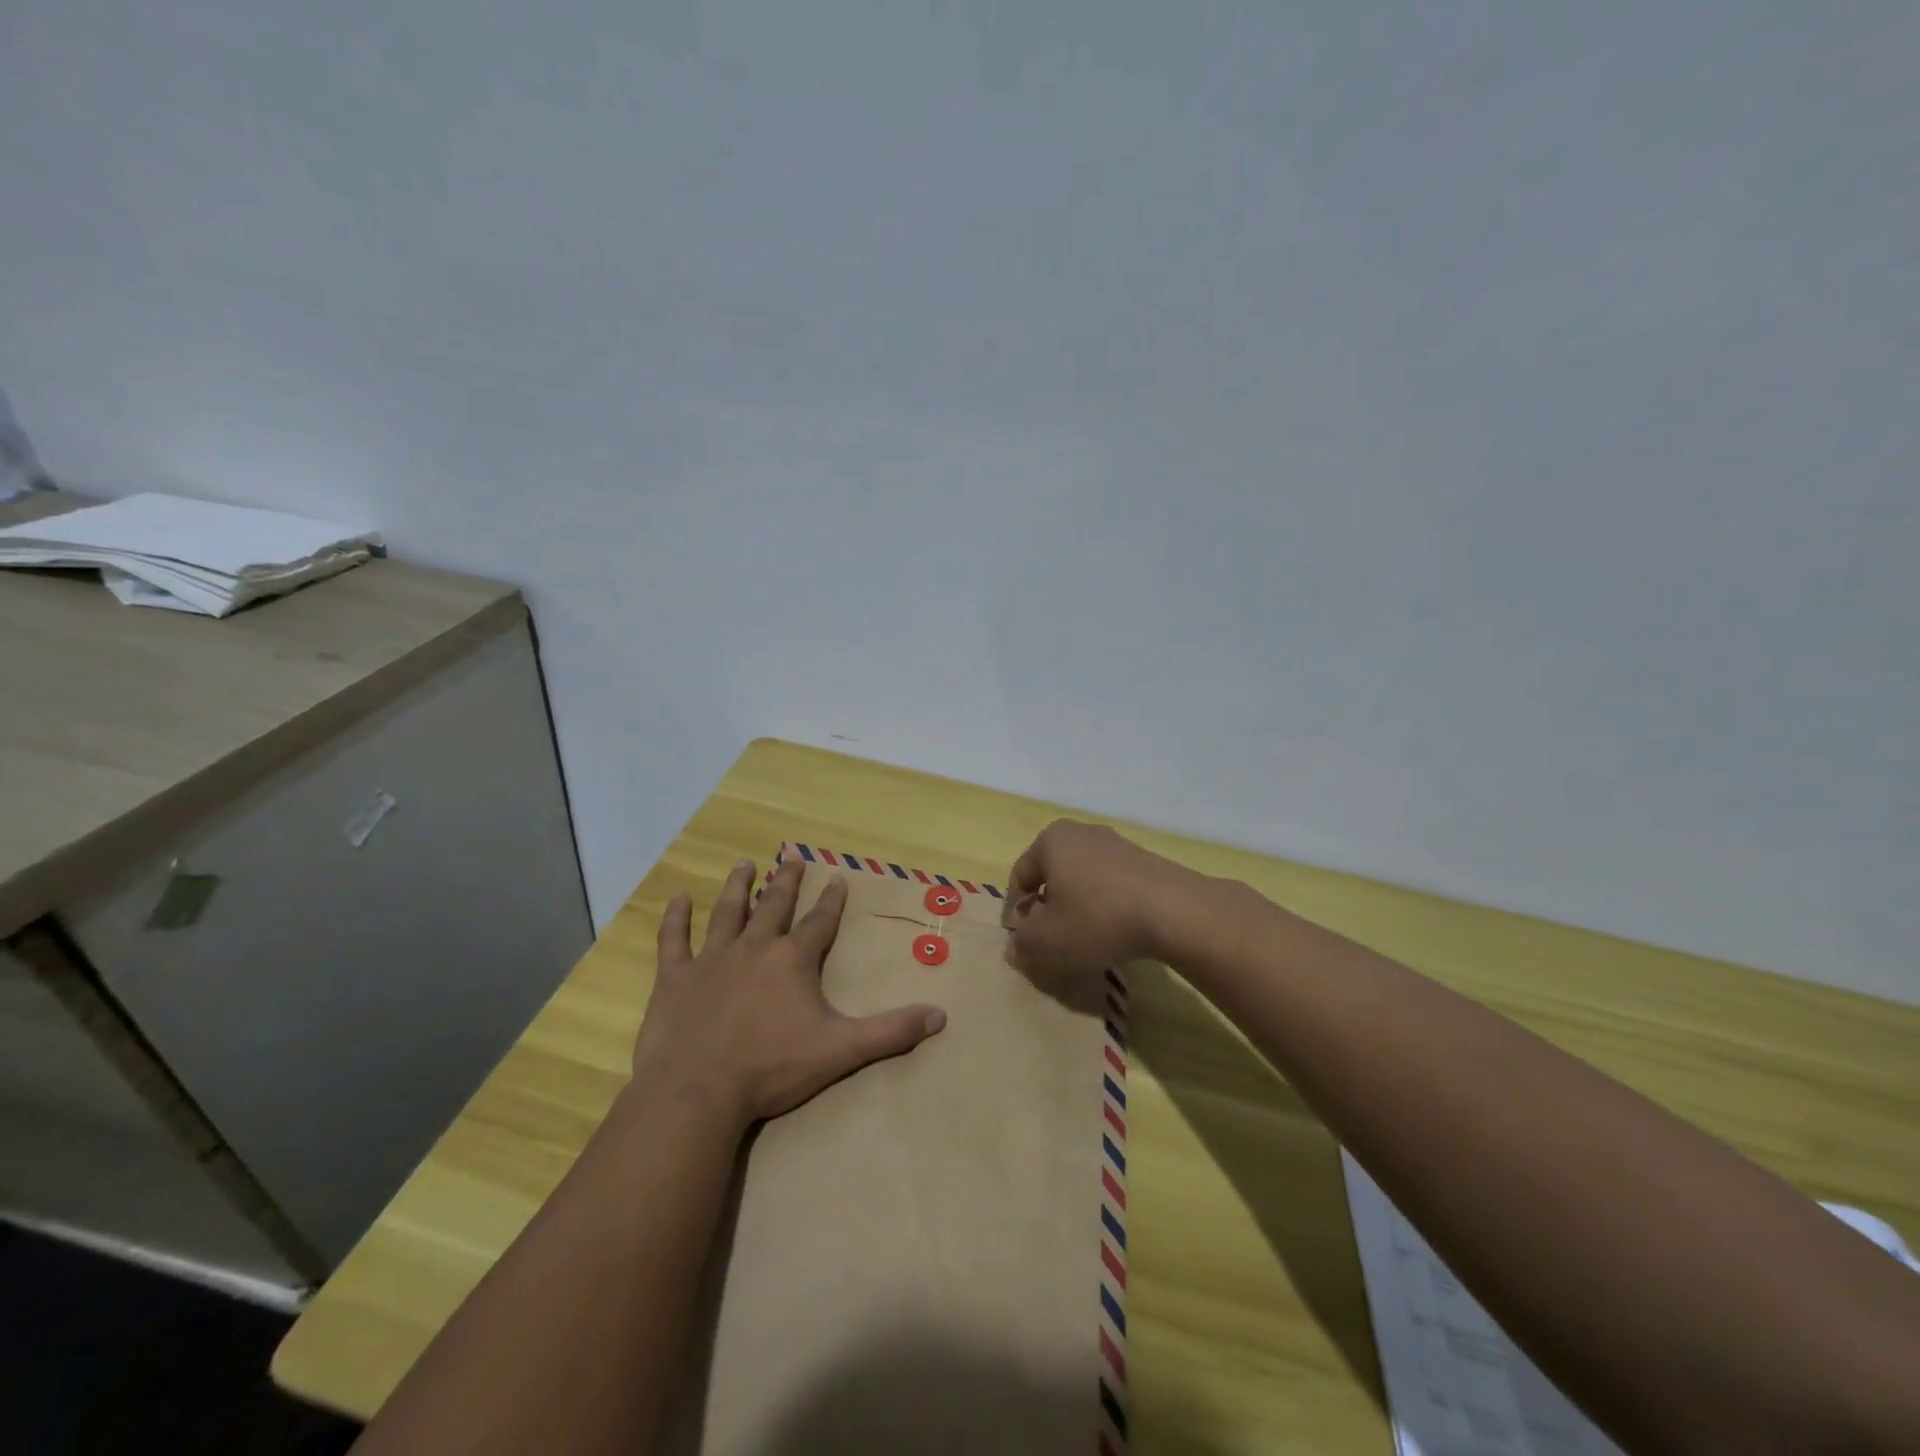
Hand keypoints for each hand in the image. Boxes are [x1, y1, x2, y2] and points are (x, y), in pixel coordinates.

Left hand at [631, 857, 946, 1129]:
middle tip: (791, 857)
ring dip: (737, 887)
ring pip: (727, 912)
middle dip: (786, 881)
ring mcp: (712, 959)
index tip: (838, 877)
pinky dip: (675, 917)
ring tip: (744, 864)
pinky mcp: (675, 978)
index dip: (832, 900)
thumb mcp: (841, 1050)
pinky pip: (674, 939)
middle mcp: (754, 948)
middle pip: (774, 905)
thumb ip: (890, 1032)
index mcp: (793, 960)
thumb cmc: (771, 1068)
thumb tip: (940, 1015)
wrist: (697, 1092)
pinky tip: (676, 897)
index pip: (820, 922)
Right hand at [1000, 820, 1193, 974]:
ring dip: (1076, 909)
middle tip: (1051, 942)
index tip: (1023, 943)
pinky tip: (1114, 932)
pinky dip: (1104, 907)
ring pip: (1082, 881)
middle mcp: (1081, 832)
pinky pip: (1110, 885)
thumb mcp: (1047, 942)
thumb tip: (1015, 947)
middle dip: (1047, 910)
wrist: (1175, 911)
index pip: (1020, 877)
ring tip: (1084, 941)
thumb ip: (1022, 945)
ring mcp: (1116, 844)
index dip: (1015, 913)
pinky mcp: (1144, 860)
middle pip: (1051, 876)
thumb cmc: (1097, 919)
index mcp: (1050, 840)